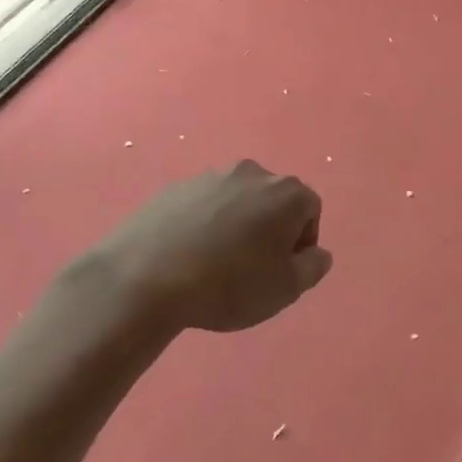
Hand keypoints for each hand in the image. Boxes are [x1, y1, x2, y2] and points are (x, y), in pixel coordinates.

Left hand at [83, 160, 332, 332]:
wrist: (145, 279)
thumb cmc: (229, 284)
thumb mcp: (286, 289)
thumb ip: (313, 267)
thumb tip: (317, 252)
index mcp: (285, 192)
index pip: (310, 210)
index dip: (302, 243)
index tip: (282, 271)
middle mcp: (251, 173)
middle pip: (273, 200)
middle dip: (270, 229)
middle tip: (253, 268)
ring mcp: (209, 176)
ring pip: (236, 201)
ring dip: (236, 225)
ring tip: (216, 264)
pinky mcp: (174, 187)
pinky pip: (202, 206)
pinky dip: (203, 225)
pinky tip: (187, 256)